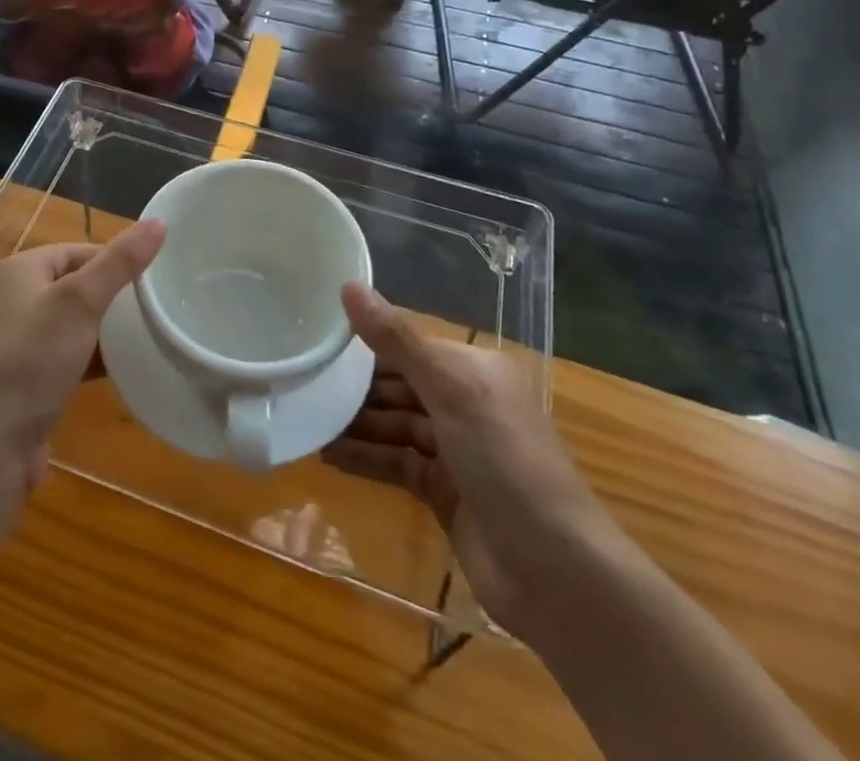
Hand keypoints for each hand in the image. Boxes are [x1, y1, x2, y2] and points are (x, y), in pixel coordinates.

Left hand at [0, 221, 164, 510]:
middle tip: (157, 309)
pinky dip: (93, 360)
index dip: (118, 261)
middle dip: (115, 297)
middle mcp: (17, 299)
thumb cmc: (32, 359)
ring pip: (75, 324)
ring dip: (107, 331)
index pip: (82, 250)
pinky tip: (122, 370)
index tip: (157, 279)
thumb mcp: (80, 302)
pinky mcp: (28, 380)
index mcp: (23, 269)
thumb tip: (160, 220)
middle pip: (79, 286)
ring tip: (148, 336)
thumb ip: (120, 262)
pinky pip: (69, 358)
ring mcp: (21, 342)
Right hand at [322, 285, 625, 642]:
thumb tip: (349, 285)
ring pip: (394, 424)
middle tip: (303, 377)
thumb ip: (396, 340)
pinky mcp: (443, 491)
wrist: (556, 572)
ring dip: (354, 422)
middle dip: (355, 384)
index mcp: (473, 369)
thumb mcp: (450, 390)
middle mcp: (465, 403)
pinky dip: (364, 457)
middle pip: (398, 384)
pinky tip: (326, 454)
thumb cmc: (505, 460)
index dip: (366, 339)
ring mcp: (455, 450)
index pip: (409, 343)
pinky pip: (395, 462)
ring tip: (306, 416)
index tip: (317, 335)